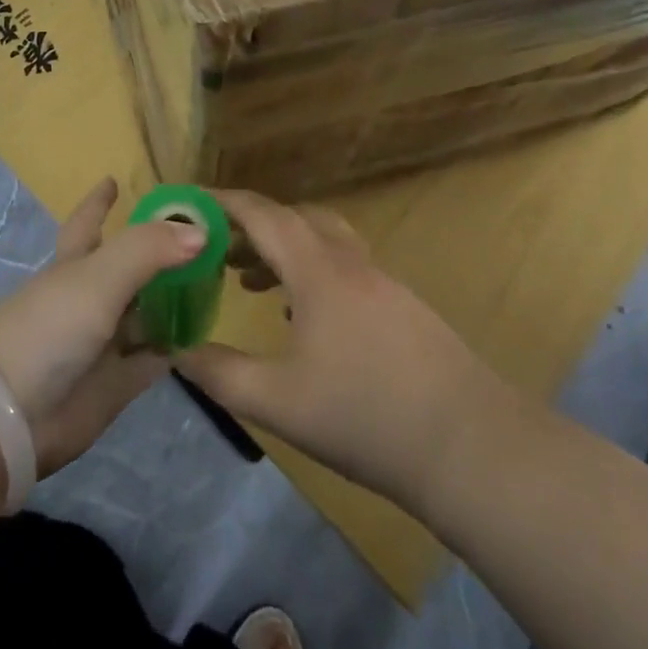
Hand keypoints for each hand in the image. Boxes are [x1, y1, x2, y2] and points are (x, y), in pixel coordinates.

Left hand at [0, 178, 206, 475]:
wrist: (10, 414)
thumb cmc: (49, 327)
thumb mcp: (98, 276)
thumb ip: (148, 249)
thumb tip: (201, 231)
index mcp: (75, 264)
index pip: (88, 222)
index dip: (99, 202)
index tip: (114, 180)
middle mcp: (90, 298)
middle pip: (128, 268)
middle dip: (157, 253)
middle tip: (200, 237)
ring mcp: (103, 342)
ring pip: (145, 313)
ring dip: (173, 300)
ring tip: (214, 282)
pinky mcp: (116, 384)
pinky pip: (152, 359)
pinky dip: (175, 347)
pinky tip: (203, 336)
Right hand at [178, 190, 498, 514]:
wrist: (469, 446)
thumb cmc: (365, 417)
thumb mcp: (278, 403)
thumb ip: (221, 374)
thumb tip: (178, 351)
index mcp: (318, 270)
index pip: (262, 214)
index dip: (222, 203)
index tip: (190, 202)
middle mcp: (350, 262)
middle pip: (294, 219)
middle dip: (251, 226)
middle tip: (217, 250)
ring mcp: (382, 282)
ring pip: (323, 242)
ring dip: (283, 249)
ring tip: (251, 281)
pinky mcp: (402, 307)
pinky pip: (345, 267)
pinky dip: (311, 272)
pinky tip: (303, 317)